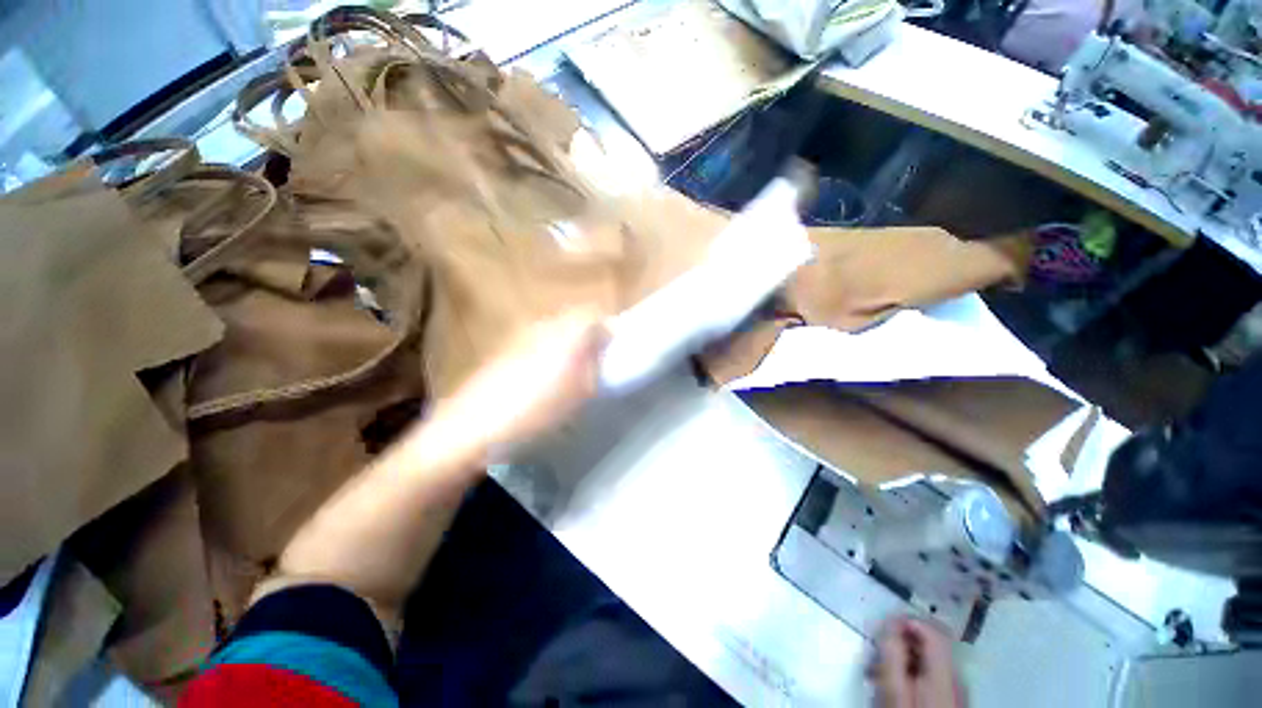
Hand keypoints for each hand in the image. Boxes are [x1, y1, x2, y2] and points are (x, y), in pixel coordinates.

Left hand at [422, 310, 605, 466]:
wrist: (472, 427)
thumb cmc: (537, 409)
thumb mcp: (581, 392)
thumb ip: (596, 365)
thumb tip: (601, 351)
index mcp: (567, 331)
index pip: (596, 314)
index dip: (608, 331)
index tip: (612, 354)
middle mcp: (543, 324)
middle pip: (575, 320)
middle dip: (588, 338)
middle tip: (594, 366)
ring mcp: (521, 335)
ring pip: (555, 331)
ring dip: (567, 346)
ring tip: (568, 376)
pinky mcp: (503, 349)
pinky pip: (535, 343)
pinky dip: (545, 354)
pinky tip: (540, 381)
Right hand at [869, 617, 964, 707]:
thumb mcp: (894, 687)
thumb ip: (893, 652)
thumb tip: (890, 621)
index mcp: (944, 670)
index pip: (930, 628)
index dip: (904, 621)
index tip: (881, 629)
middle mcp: (956, 676)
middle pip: (929, 643)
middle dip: (900, 641)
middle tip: (876, 652)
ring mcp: (955, 690)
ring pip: (928, 659)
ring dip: (902, 657)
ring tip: (879, 671)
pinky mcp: (950, 701)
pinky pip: (930, 675)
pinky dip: (911, 672)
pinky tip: (895, 685)